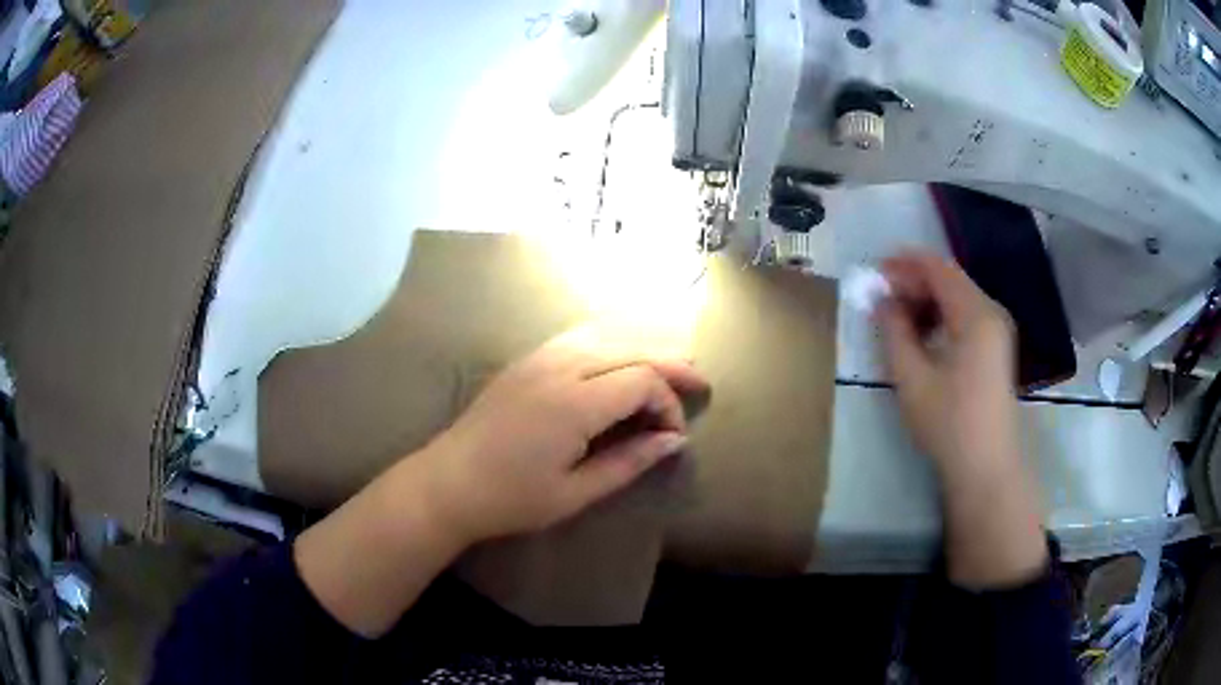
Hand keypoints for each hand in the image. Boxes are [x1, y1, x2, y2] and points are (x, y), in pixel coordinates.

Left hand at [422, 327, 708, 543]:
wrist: (448, 483)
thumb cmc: (511, 498)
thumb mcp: (576, 492)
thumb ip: (630, 462)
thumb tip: (674, 441)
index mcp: (574, 403)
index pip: (642, 381)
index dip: (669, 403)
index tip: (673, 435)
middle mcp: (559, 367)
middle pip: (631, 349)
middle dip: (670, 364)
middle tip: (699, 383)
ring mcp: (538, 357)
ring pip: (606, 334)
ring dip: (642, 345)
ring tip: (670, 363)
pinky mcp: (525, 360)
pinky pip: (579, 336)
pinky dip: (611, 340)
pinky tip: (621, 356)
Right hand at [876, 252, 1019, 483]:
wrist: (986, 466)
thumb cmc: (948, 423)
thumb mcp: (912, 377)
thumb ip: (894, 330)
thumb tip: (882, 300)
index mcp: (975, 314)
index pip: (938, 268)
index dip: (905, 263)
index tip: (875, 271)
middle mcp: (991, 312)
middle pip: (950, 279)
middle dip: (914, 281)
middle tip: (881, 296)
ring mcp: (997, 330)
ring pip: (958, 297)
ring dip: (927, 299)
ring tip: (897, 316)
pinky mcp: (996, 348)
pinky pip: (966, 316)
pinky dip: (942, 315)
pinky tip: (923, 335)